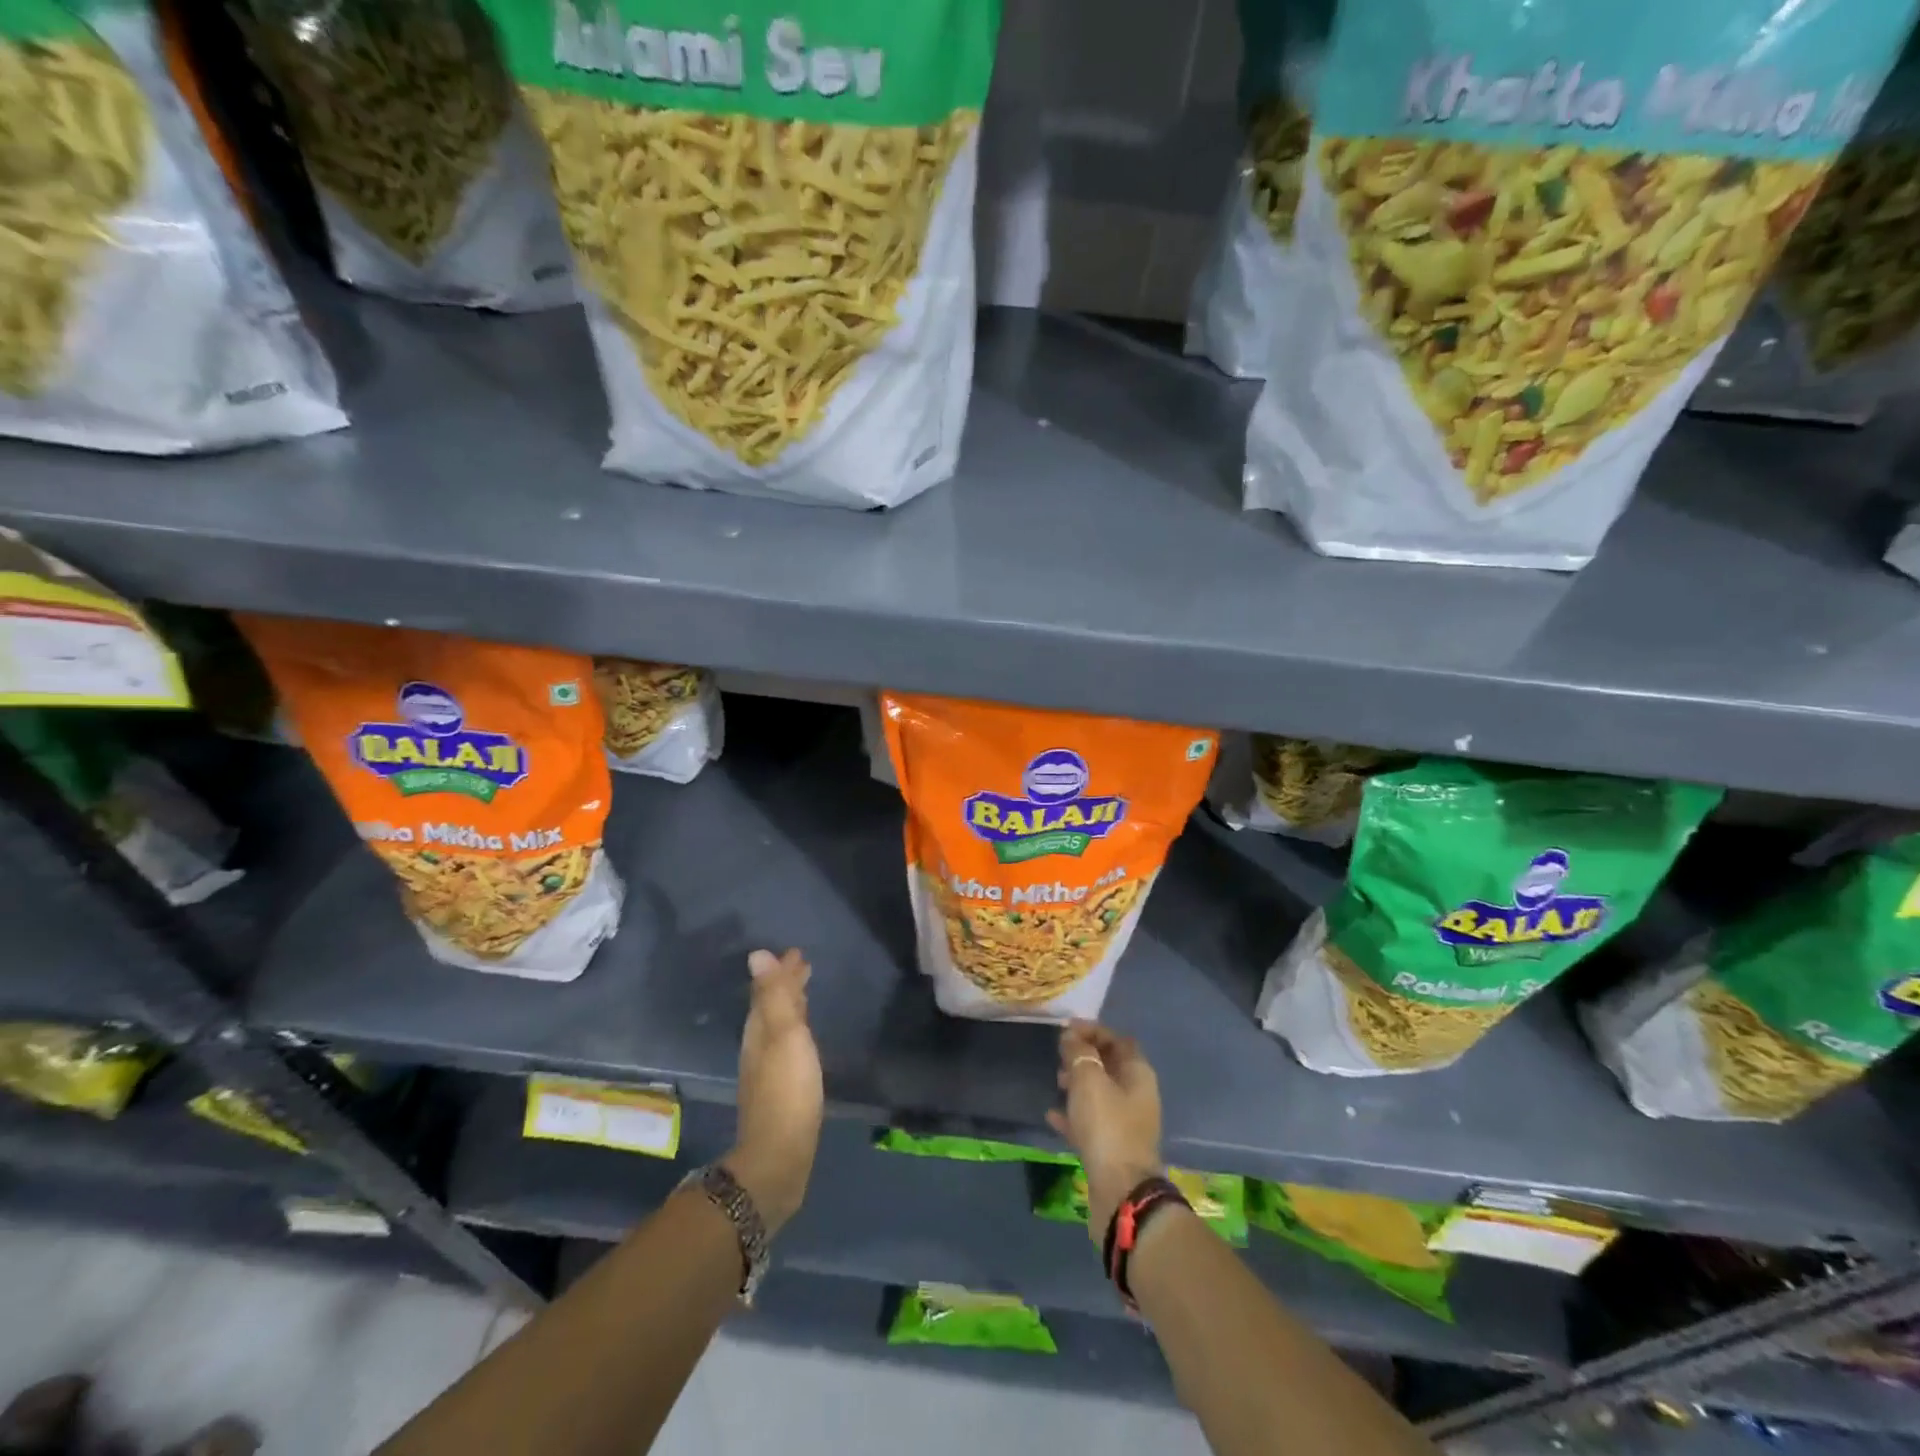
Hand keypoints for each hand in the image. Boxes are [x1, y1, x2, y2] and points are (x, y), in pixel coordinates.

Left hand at [722, 948, 822, 1233]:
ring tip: (804, 994)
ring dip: (790, 1006)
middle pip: (771, 1006)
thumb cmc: (787, 1091)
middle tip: (803, 965)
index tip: (797, 952)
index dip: (782, 970)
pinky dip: (795, 1031)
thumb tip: (757, 954)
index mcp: (760, 1030)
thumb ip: (774, 996)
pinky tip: (803, 1040)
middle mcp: (759, 1046)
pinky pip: (786, 1045)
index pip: (769, 990)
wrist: (780, 1157)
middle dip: (786, 985)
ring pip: (778, 1026)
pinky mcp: (780, 1090)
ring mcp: (767, 1070)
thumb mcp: (785, 1036)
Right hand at [1046, 1020, 1163, 1243]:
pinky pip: (1091, 1122)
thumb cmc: (1107, 1126)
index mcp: (1138, 1073)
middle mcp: (1137, 1095)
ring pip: (1100, 1094)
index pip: (1117, 1039)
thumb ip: (1078, 1052)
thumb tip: (1071, 1036)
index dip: (1093, 1030)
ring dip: (1078, 1084)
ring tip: (1055, 1081)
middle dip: (1084, 1057)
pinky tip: (1052, 1115)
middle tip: (1059, 1055)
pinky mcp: (1113, 1148)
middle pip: (1110, 1065)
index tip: (1066, 1029)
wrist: (1120, 1192)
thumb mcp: (1088, 1079)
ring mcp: (1126, 1124)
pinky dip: (1074, 1115)